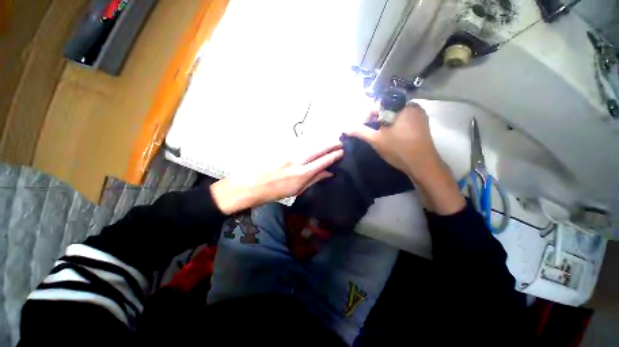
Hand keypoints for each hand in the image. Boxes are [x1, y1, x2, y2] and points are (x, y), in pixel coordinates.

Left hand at [210, 140, 343, 214]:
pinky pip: (300, 143)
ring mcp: (289, 152)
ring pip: (310, 143)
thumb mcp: (297, 190)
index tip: (342, 151)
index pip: (323, 161)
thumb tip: (329, 173)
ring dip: (322, 140)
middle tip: (340, 141)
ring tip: (331, 139)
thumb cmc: (275, 191)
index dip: (334, 155)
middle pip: (319, 148)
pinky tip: (315, 141)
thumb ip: (314, 179)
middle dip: (331, 143)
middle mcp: (298, 160)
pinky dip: (310, 141)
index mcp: (302, 174)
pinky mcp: (282, 148)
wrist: (251, 184)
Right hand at [348, 105, 464, 214]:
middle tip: (368, 132)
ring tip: (377, 135)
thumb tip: (345, 128)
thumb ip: (359, 131)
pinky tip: (389, 135)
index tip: (360, 128)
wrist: (422, 164)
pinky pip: (403, 119)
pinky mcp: (421, 123)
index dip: (365, 116)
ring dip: (383, 123)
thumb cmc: (398, 149)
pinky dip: (393, 125)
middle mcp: (411, 105)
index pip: (377, 105)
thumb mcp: (375, 140)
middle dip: (374, 120)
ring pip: (394, 114)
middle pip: (386, 109)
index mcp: (401, 105)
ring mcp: (418, 114)